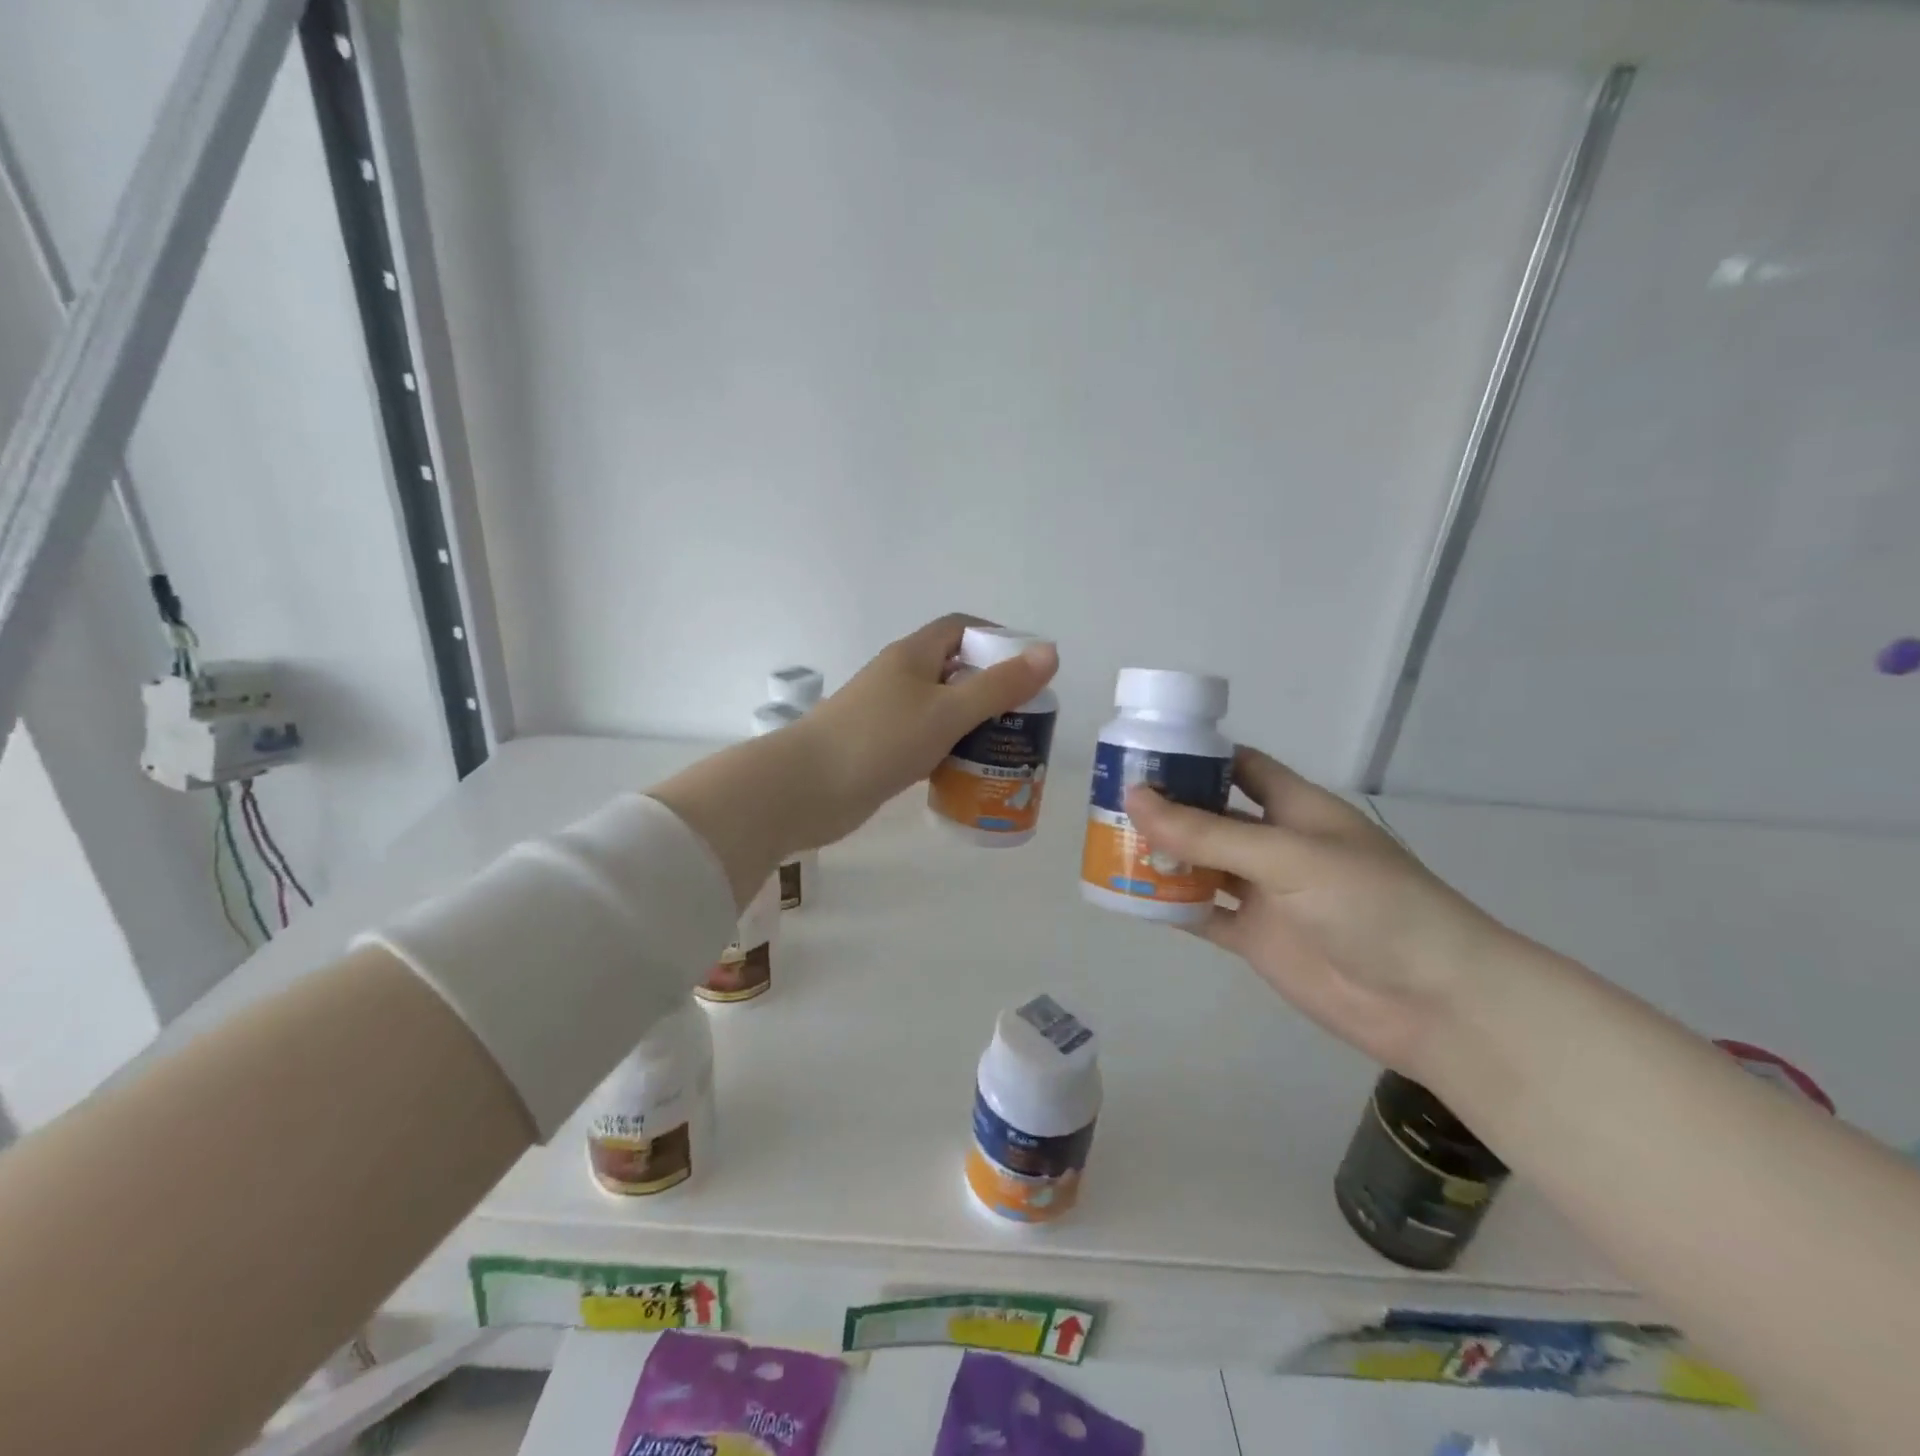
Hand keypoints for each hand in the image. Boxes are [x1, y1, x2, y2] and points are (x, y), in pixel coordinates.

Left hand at [794, 614, 1057, 846]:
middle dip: (991, 688)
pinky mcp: (879, 748)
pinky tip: (967, 771)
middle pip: (954, 670)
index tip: (1029, 669)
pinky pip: (924, 739)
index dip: (997, 639)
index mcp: (913, 655)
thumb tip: (1050, 651)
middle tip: (1025, 717)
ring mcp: (886, 714)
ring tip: (1006, 747)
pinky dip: (949, 749)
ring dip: (971, 723)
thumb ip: (999, 685)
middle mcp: (899, 677)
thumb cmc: (879, 741)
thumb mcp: (947, 711)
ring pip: (940, 708)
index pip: (961, 628)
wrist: (805, 789)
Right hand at [1123, 747, 1515, 1078]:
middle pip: (1210, 816)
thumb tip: (1134, 799)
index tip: (1143, 750)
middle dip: (1166, 807)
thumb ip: (1208, 834)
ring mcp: (1264, 894)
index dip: (1197, 756)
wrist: (1433, 1002)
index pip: (1241, 766)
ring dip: (1160, 857)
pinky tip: (1128, 896)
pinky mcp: (1255, 938)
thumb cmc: (1372, 905)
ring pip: (1200, 866)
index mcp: (1296, 808)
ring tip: (1106, 843)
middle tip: (1107, 800)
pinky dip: (1168, 906)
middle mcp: (1276, 845)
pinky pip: (1201, 914)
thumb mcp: (1288, 857)